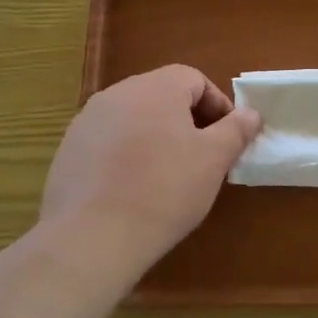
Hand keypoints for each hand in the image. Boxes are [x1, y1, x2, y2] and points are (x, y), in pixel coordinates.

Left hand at [40, 66, 259, 277]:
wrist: (92, 237)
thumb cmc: (164, 190)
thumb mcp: (213, 160)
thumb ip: (235, 130)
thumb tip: (250, 114)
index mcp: (155, 87)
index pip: (194, 79)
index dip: (217, 105)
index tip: (227, 138)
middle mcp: (117, 94)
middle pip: (162, 95)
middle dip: (187, 120)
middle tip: (202, 156)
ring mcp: (86, 122)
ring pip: (133, 118)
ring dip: (155, 137)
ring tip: (167, 175)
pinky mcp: (67, 151)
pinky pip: (107, 142)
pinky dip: (126, 155)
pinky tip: (132, 189)